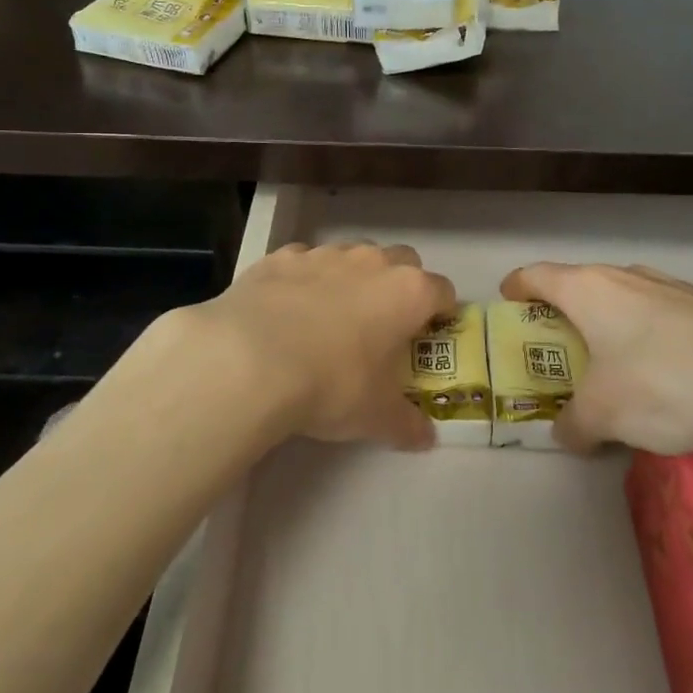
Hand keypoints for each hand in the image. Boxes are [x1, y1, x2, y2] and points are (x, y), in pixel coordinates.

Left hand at [179, 241, 455, 449]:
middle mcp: (372, 263)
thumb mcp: (376, 416)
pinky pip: (304, 263)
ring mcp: (325, 254)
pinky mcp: (282, 257)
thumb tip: (425, 438)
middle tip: (384, 325)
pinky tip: (288, 311)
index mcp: (408, 293)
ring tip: (331, 318)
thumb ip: (407, 424)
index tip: (430, 336)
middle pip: (403, 262)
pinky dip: (304, 281)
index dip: (441, 313)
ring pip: (352, 257)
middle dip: (400, 286)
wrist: (250, 359)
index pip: (443, 291)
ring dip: (352, 280)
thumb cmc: (332, 384)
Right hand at [499, 262, 692, 455]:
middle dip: (564, 313)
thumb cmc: (660, 383)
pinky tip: (664, 379)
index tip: (508, 302)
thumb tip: (565, 433)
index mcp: (588, 288)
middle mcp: (626, 277)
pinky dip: (648, 339)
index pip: (536, 275)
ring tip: (611, 366)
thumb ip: (573, 424)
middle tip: (557, 348)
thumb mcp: (602, 415)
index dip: (516, 287)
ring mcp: (672, 288)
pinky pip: (661, 318)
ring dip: (610, 326)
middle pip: (580, 286)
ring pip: (624, 301)